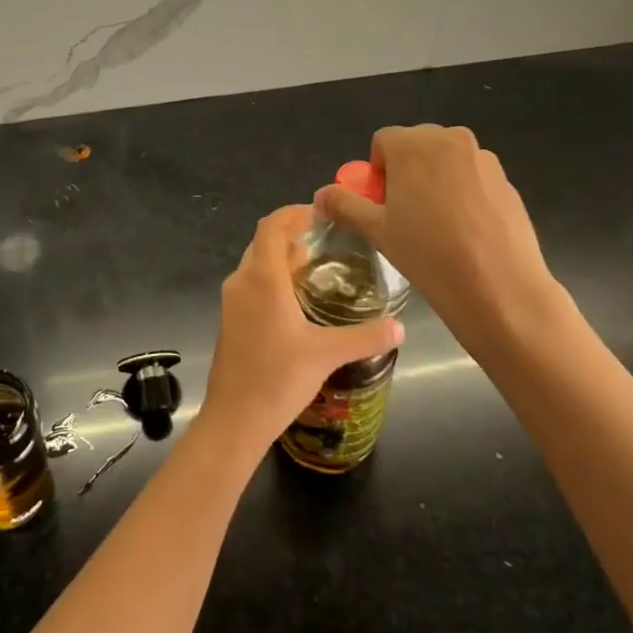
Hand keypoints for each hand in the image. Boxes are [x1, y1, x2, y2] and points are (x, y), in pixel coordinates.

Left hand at [199, 205, 404, 455]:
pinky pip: (253, 284)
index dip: (294, 213)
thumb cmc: (277, 379)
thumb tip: (401, 327)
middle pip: (264, 241)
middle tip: (329, 239)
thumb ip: (366, 337)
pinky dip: (275, 278)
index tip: (322, 213)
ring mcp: (233, 301)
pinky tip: (299, 299)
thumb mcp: (327, 354)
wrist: (234, 419)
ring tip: (319, 265)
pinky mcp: (231, 319)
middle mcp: (242, 281)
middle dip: (293, 234)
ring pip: (257, 263)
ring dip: (284, 257)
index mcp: (262, 277)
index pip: (272, 226)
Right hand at [314, 126, 576, 363]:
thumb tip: (320, 195)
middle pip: (416, 146)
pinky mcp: (506, 180)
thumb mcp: (377, 230)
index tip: (383, 205)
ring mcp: (483, 158)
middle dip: (406, 171)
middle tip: (406, 215)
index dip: (377, 172)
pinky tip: (466, 231)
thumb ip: (345, 205)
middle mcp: (450, 140)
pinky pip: (472, 177)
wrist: (500, 287)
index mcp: (413, 144)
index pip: (382, 142)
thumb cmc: (428, 254)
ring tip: (439, 226)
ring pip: (446, 161)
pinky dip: (463, 194)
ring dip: (435, 181)